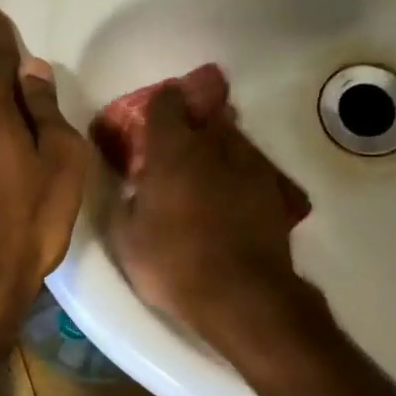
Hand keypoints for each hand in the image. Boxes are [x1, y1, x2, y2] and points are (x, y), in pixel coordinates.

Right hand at [101, 83, 300, 340]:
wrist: (242, 294)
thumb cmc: (173, 263)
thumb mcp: (125, 237)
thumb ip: (122, 199)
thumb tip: (125, 181)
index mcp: (173, 150)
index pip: (166, 101)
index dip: (157, 106)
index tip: (149, 121)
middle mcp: (214, 145)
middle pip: (205, 114)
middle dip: (192, 122)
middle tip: (177, 148)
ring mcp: (249, 164)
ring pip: (232, 137)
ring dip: (217, 145)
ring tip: (205, 171)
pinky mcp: (273, 189)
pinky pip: (251, 165)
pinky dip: (238, 172)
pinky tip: (231, 195)